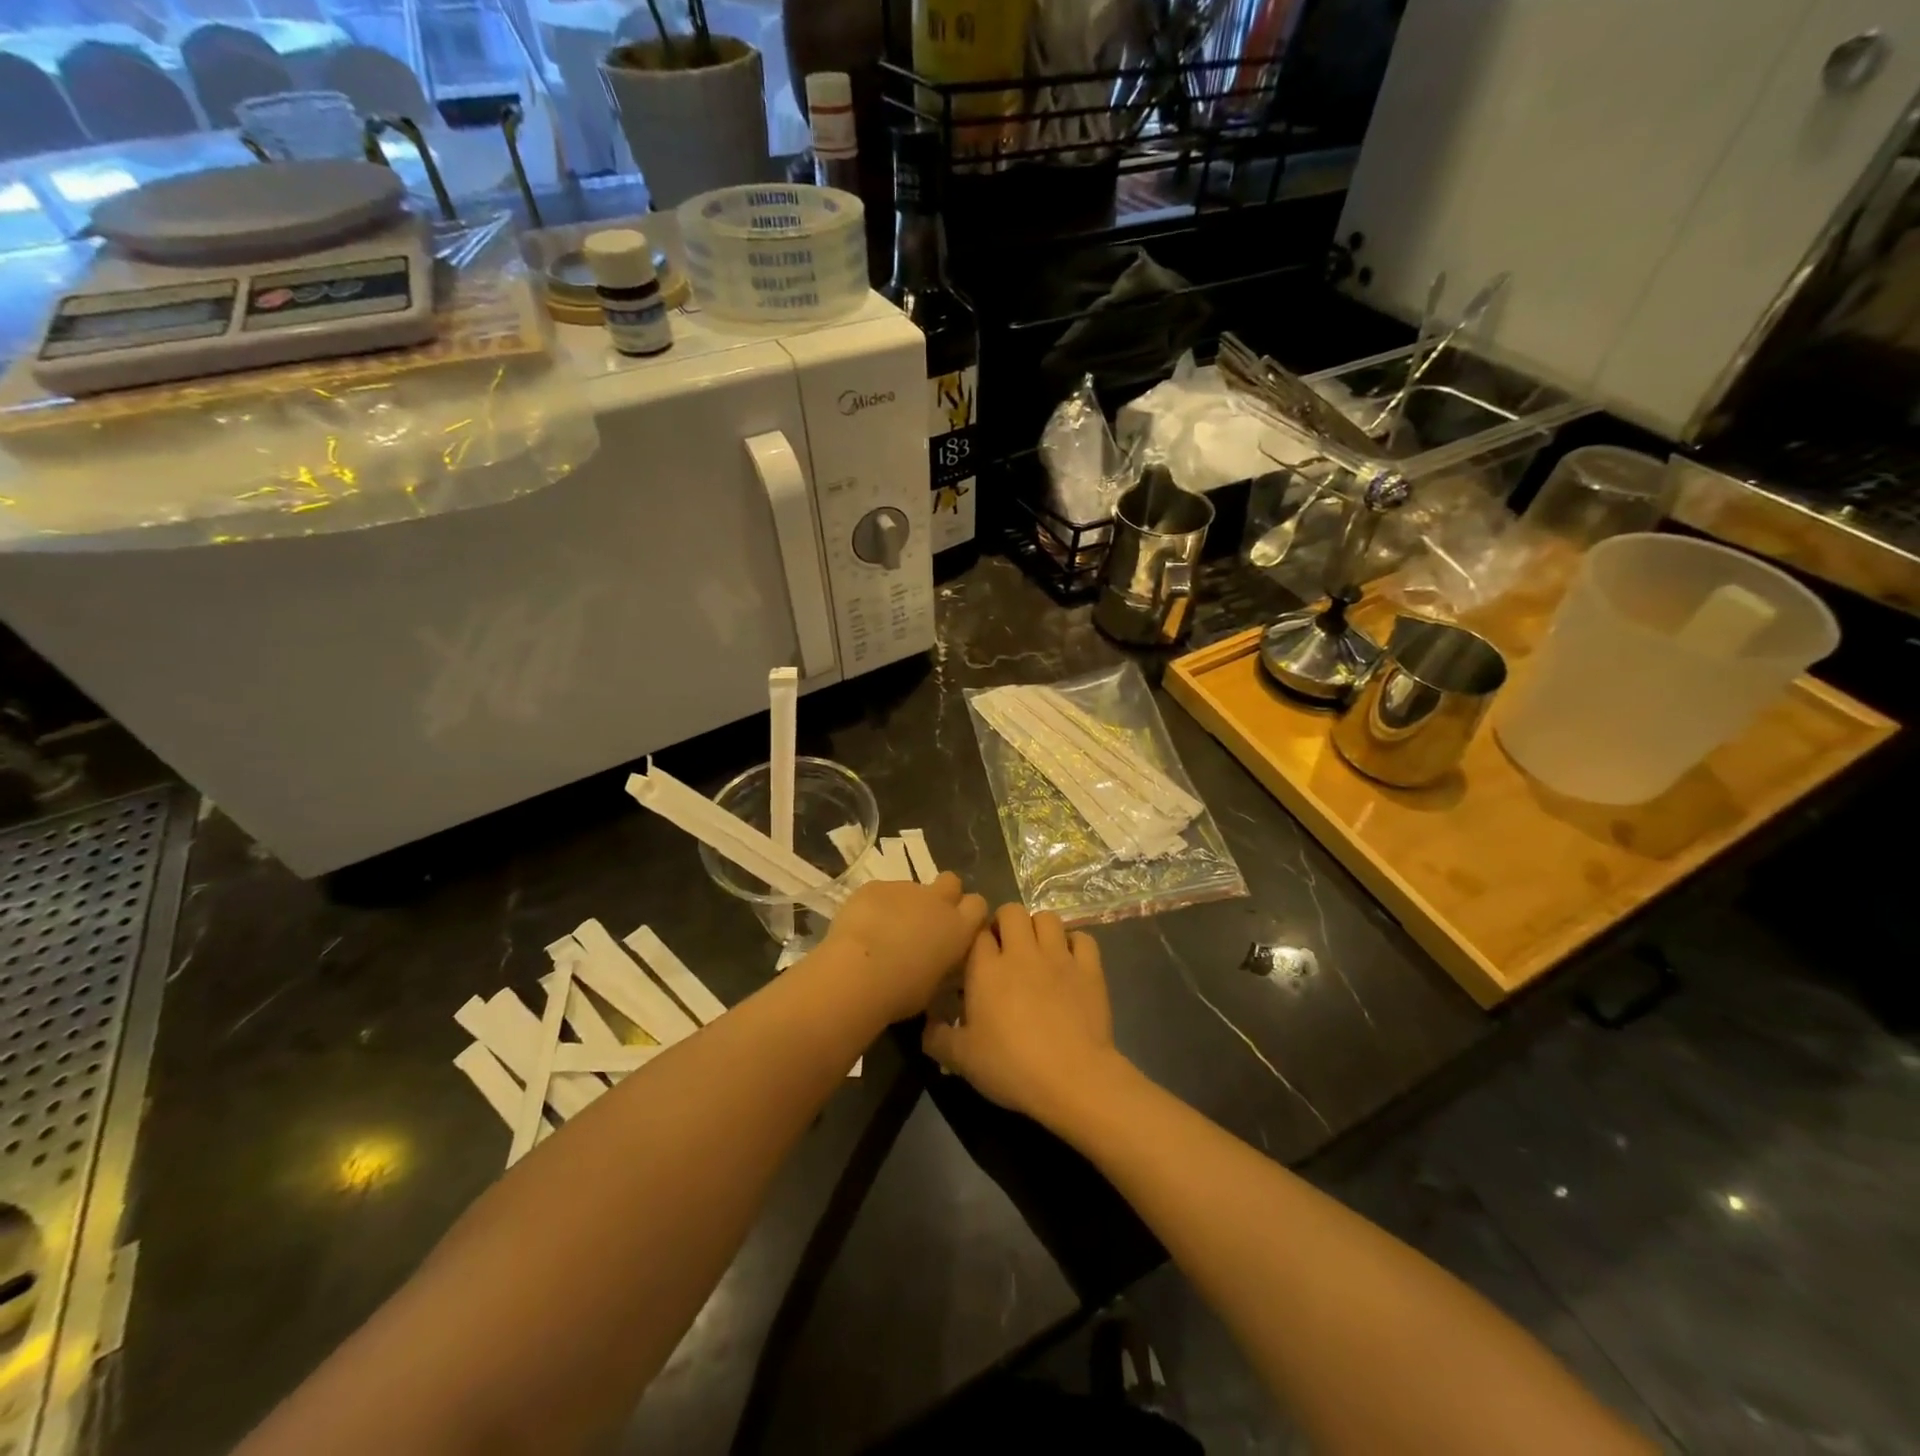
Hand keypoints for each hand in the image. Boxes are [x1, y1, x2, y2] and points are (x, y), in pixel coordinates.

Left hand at [819, 872, 989, 1024]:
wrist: (857, 972)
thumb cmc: (901, 991)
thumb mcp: (935, 985)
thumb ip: (943, 962)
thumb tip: (939, 959)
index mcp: (958, 927)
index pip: (978, 905)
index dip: (968, 913)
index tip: (958, 928)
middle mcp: (937, 900)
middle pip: (951, 882)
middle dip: (943, 895)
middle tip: (926, 920)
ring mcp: (905, 888)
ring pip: (912, 888)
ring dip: (905, 904)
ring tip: (884, 931)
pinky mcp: (875, 886)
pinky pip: (881, 891)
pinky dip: (876, 905)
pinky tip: (862, 927)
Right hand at [922, 904, 1123, 1128]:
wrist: (1072, 1078)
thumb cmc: (1011, 1066)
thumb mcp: (961, 1060)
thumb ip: (937, 1038)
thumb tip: (926, 1025)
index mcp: (986, 968)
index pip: (977, 933)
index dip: (976, 941)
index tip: (976, 960)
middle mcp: (1021, 952)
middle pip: (1011, 911)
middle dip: (1006, 922)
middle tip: (1005, 948)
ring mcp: (1058, 957)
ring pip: (1047, 917)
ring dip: (1039, 928)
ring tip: (1037, 949)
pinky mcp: (1089, 969)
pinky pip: (1083, 938)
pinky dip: (1075, 943)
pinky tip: (1070, 960)